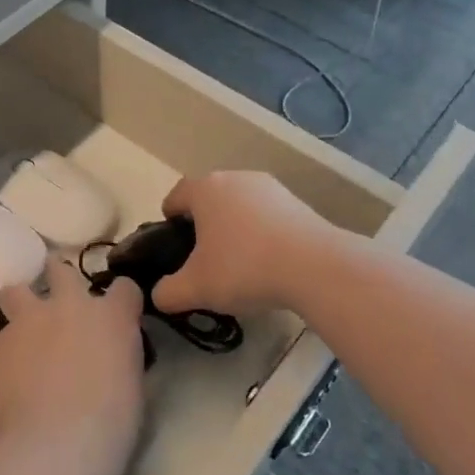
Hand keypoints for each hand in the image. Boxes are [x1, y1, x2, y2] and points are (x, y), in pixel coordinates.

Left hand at [0, 258, 145, 474]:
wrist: (58, 441)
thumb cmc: (110, 421)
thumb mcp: (132, 381)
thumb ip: (119, 353)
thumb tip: (107, 353)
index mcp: (111, 315)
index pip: (124, 287)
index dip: (120, 300)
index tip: (117, 315)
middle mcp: (68, 305)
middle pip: (61, 271)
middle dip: (60, 281)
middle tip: (60, 307)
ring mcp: (28, 319)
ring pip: (14, 291)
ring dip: (19, 305)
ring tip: (22, 328)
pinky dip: (1, 349)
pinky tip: (6, 370)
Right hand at [153, 171, 335, 315]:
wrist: (314, 266)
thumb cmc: (244, 268)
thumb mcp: (196, 288)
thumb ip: (168, 293)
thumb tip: (159, 295)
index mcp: (204, 189)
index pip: (176, 196)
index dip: (169, 220)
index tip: (173, 245)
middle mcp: (234, 178)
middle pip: (209, 199)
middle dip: (203, 224)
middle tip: (204, 258)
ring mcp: (269, 187)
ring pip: (240, 205)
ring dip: (234, 227)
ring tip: (239, 263)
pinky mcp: (296, 202)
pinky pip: (267, 215)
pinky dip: (261, 233)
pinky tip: (269, 262)